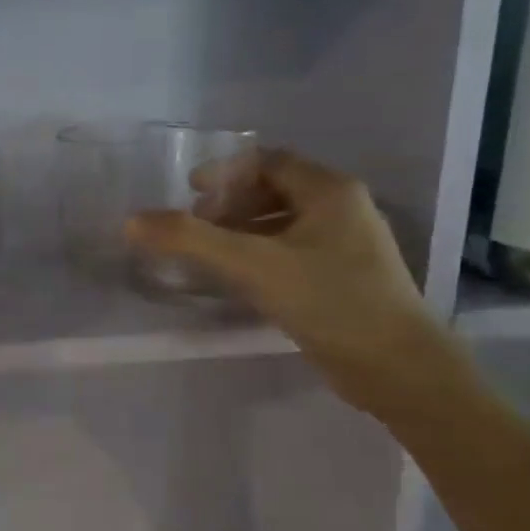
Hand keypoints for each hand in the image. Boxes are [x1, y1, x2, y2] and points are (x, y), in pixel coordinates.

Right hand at [127, 150, 463, 416]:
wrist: (398, 368)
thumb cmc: (330, 301)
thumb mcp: (253, 265)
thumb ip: (190, 240)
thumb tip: (131, 222)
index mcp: (330, 191)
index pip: (269, 162)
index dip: (226, 172)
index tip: (190, 192)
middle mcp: (343, 210)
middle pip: (276, 190)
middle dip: (231, 203)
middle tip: (197, 225)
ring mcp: (348, 246)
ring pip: (284, 224)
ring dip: (243, 231)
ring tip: (210, 254)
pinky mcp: (344, 279)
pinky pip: (293, 252)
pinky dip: (260, 255)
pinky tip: (240, 280)